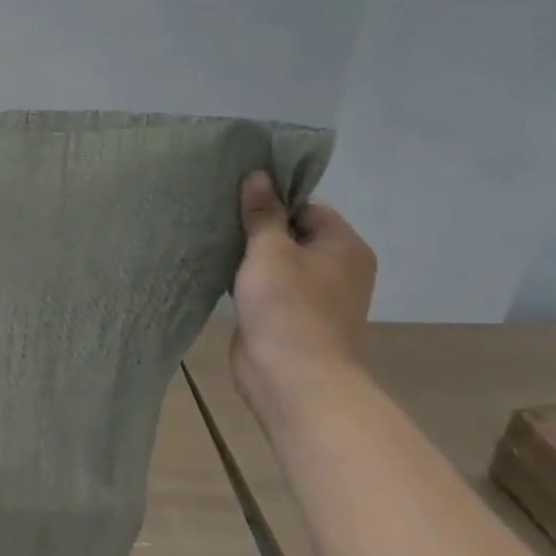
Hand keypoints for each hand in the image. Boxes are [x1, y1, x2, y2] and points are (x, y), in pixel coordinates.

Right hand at [230, 171, 376, 417]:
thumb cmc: (288, 308)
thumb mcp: (271, 251)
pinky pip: (266, 287)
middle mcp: (335, 268)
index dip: (273, 202)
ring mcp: (312, 296)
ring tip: (212, 241)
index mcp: (344, 247)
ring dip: (248, 255)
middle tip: (217, 217)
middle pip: (291, 233)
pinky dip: (245, 280)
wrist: (293, 380)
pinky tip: (217, 272)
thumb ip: (262, 214)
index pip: (307, 207)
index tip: (236, 200)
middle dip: (256, 227)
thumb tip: (258, 175)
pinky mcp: (288, 317)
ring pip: (276, 262)